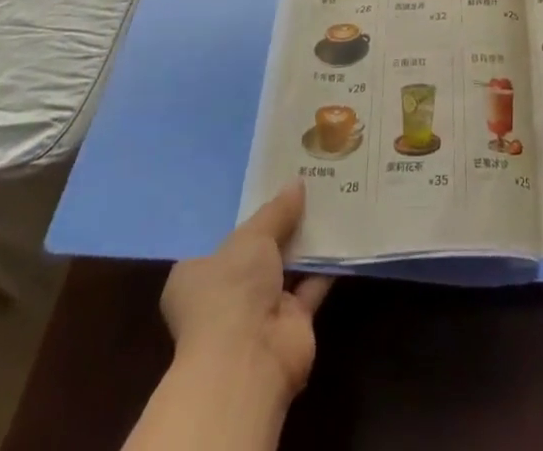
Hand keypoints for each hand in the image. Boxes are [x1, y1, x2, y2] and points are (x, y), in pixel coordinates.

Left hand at [160, 181, 332, 402]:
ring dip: (307, 242)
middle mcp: (226, 295)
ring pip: (287, 268)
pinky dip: (327, 264)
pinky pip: (312, 285)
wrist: (249, 360)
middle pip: (258, 253)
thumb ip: (276, 211)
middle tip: (309, 187)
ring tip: (331, 200)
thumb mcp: (251, 236)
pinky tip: (344, 231)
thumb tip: (297, 183)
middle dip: (282, 225)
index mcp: (198, 275)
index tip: (271, 188)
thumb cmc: (231, 290)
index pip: (221, 240)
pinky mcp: (291, 324)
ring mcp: (258, 313)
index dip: (246, 216)